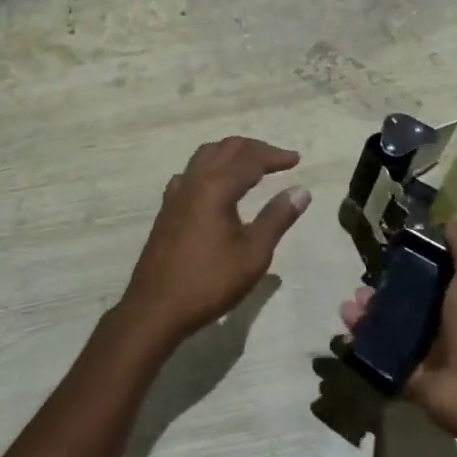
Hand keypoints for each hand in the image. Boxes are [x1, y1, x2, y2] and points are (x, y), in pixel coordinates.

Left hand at [122, 137, 310, 348]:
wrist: (156, 308)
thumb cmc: (210, 282)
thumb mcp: (253, 254)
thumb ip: (277, 218)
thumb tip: (301, 191)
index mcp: (216, 187)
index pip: (250, 159)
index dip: (275, 156)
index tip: (296, 159)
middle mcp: (194, 181)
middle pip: (226, 148)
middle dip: (254, 149)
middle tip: (278, 160)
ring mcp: (176, 194)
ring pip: (205, 156)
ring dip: (231, 154)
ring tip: (251, 166)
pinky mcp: (167, 209)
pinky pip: (191, 173)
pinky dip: (211, 168)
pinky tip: (216, 187)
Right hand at [340, 221, 456, 435]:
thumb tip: (451, 218)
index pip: (429, 281)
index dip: (408, 269)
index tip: (387, 257)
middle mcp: (441, 327)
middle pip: (403, 306)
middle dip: (379, 295)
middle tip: (360, 288)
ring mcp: (423, 354)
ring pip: (387, 331)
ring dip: (365, 317)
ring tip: (348, 308)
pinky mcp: (406, 376)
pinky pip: (378, 358)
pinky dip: (361, 346)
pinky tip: (346, 331)